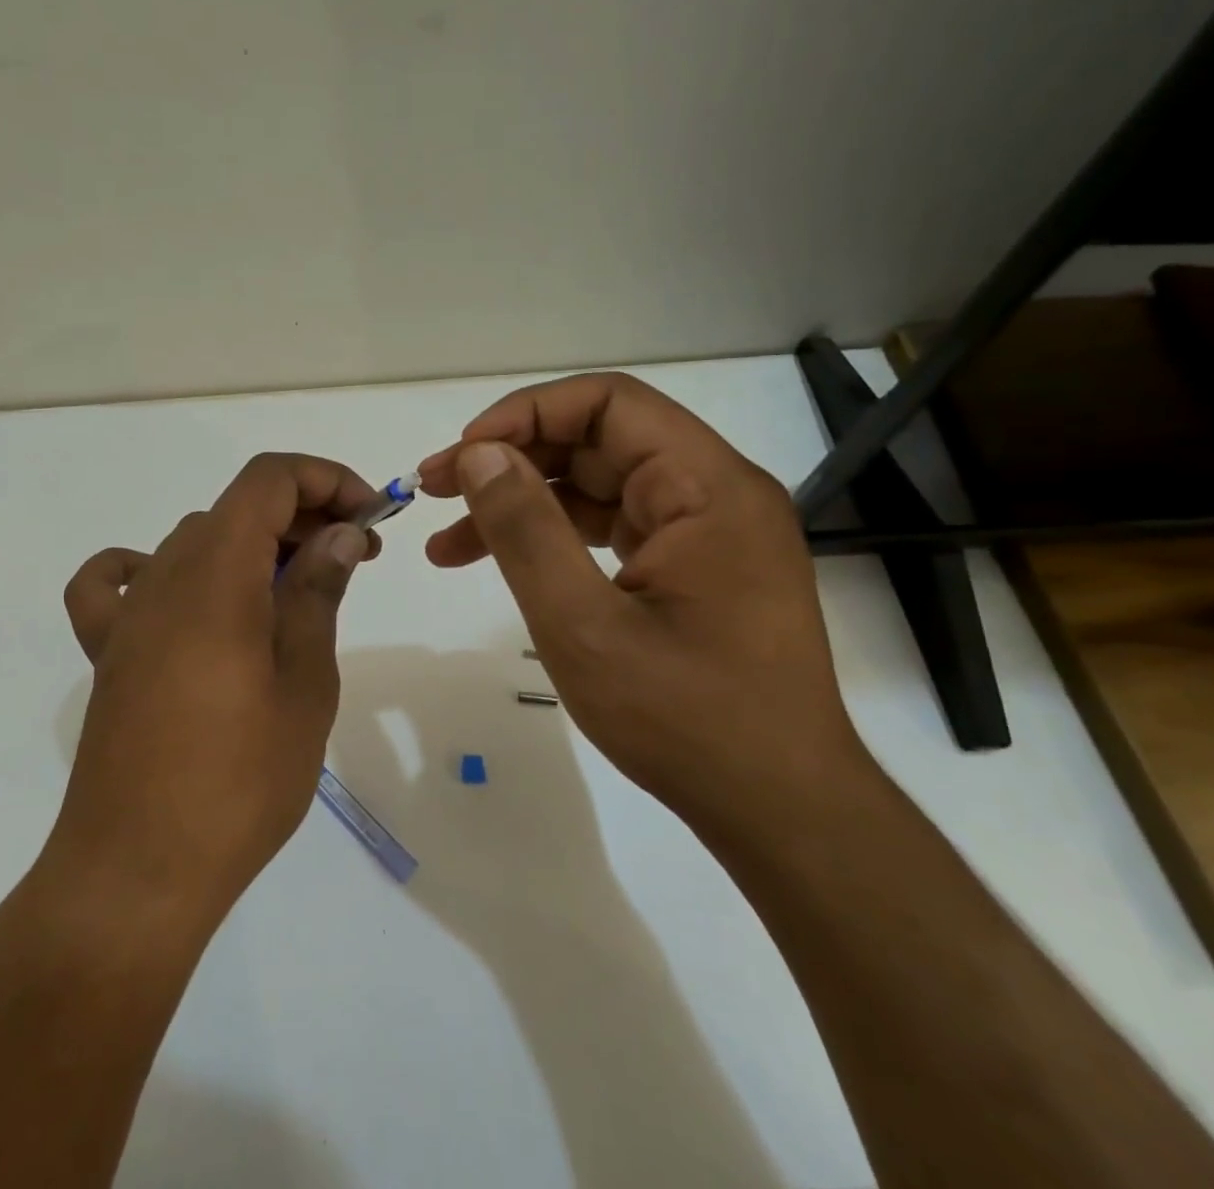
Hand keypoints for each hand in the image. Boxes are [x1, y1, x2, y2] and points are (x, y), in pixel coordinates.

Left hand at [52, 454, 381, 926]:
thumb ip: (318, 593)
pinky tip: (181, 596)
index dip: (326, 480)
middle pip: (238, 508)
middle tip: (357, 557)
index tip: (370, 517)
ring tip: (297, 589)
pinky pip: (115, 583)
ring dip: (253, 545)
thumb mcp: (304, 682)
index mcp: (218, 574)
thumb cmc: (239, 782)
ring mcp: (130, 614)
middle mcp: (166, 576)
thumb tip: (341, 532)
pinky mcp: (108, 651)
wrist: (137, 872)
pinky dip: (150, 569)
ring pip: (196, 540)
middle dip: (306, 516)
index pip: (268, 479)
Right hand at [417, 372, 869, 827]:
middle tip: (435, 491)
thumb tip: (479, 455)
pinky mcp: (693, 567)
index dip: (526, 414)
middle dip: (511, 460)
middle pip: (598, 441)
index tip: (464, 455)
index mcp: (706, 486)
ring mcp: (706, 531)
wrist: (778, 810)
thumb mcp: (584, 624)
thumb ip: (526, 530)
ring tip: (448, 541)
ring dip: (522, 504)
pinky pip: (613, 527)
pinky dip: (555, 538)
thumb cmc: (686, 720)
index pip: (609, 403)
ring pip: (597, 486)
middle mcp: (714, 492)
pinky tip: (502, 562)